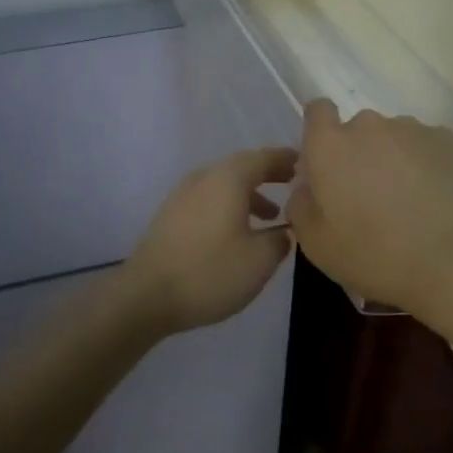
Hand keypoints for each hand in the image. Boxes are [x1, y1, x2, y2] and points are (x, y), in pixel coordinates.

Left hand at [121, 147, 297, 334]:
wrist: (147, 294)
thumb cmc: (210, 272)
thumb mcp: (259, 260)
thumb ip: (280, 239)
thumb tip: (285, 230)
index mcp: (228, 178)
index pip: (263, 157)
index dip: (286, 159)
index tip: (305, 163)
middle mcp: (204, 177)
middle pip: (241, 167)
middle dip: (267, 175)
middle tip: (291, 184)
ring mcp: (182, 194)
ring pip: (223, 184)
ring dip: (248, 194)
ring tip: (270, 216)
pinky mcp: (170, 214)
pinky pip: (208, 199)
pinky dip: (229, 206)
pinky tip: (236, 232)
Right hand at [287, 99, 452, 318]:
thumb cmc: (376, 255)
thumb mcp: (316, 244)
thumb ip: (300, 205)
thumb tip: (306, 187)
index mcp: (330, 146)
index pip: (317, 111)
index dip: (319, 132)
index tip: (327, 164)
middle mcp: (368, 125)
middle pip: (356, 130)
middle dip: (358, 154)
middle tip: (368, 196)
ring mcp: (411, 129)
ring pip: (392, 138)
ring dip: (392, 159)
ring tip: (408, 201)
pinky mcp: (448, 140)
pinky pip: (425, 146)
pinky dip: (424, 165)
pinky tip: (434, 199)